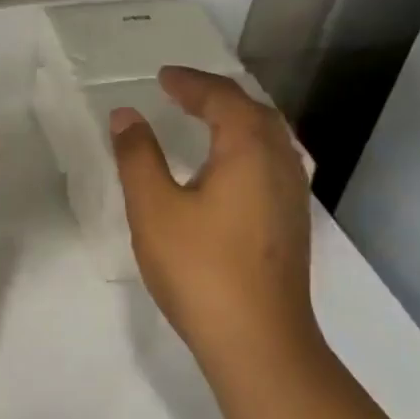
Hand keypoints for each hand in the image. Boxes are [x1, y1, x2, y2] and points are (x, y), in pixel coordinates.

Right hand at [109, 67, 316, 365]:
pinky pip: (273, 162)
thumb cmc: (200, 268)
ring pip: (271, 138)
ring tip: (206, 119)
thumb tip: (127, 115)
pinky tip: (231, 168)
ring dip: (237, 119)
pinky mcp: (292, 223)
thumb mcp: (153, 207)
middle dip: (218, 95)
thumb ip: (138, 156)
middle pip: (255, 112)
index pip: (222, 99)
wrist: (258, 341)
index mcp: (248, 151)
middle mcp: (280, 164)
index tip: (162, 77)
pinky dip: (248, 146)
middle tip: (182, 91)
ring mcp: (293, 196)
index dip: (191, 83)